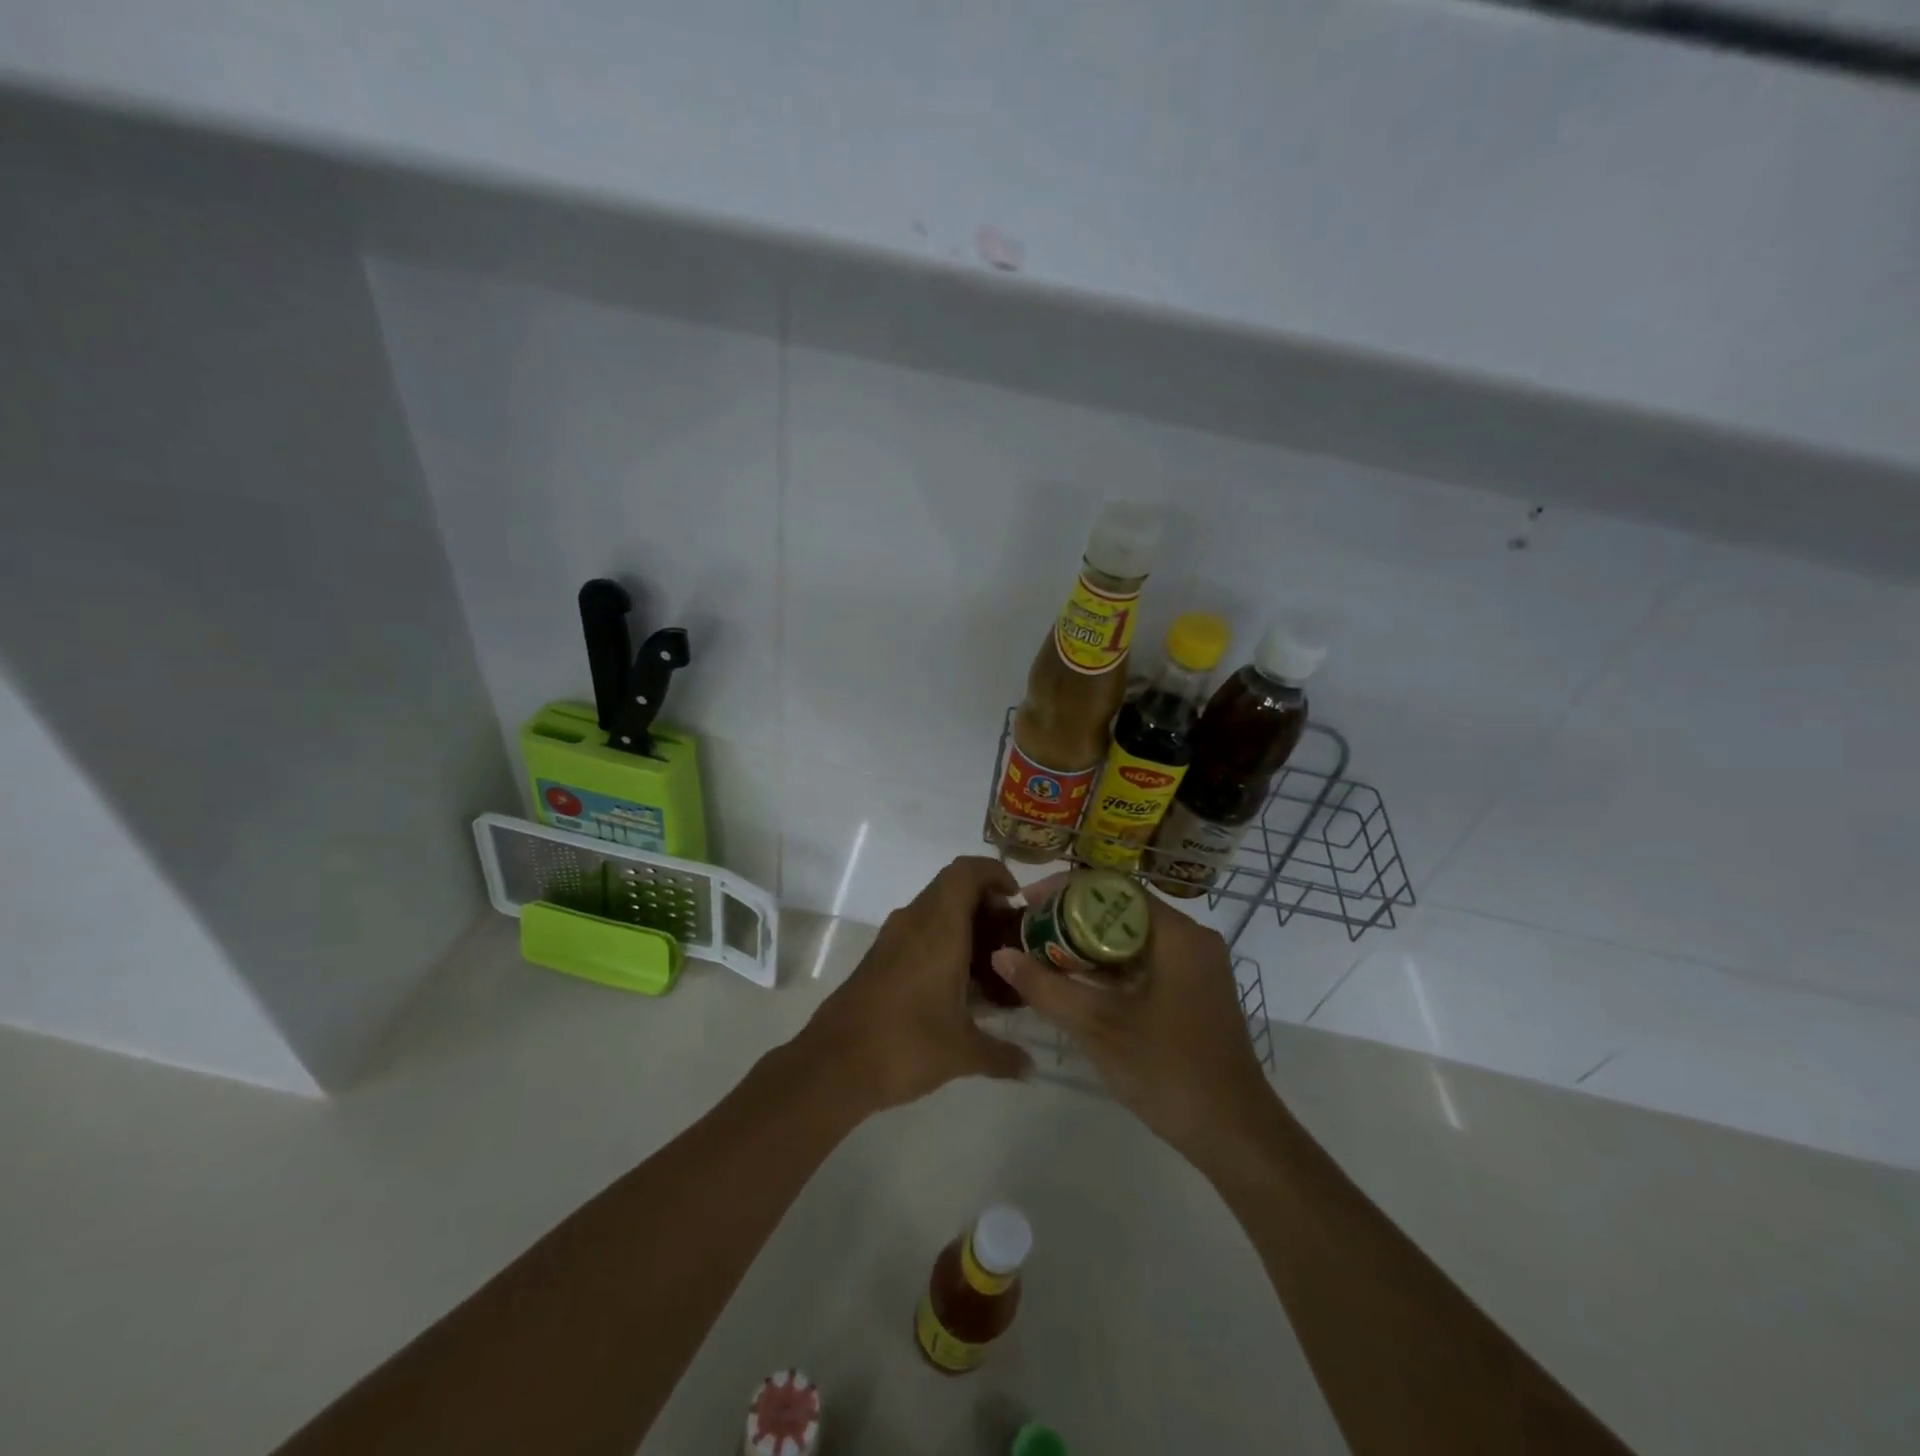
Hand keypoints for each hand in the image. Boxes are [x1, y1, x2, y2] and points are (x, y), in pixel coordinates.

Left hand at [793, 857, 1032, 1115]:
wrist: (834, 1065)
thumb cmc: (906, 1045)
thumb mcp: (963, 1052)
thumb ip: (1002, 1054)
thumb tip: (1031, 1067)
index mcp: (939, 927)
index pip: (967, 871)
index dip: (995, 874)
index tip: (1017, 902)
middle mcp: (914, 921)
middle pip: (953, 887)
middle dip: (985, 904)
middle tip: (1010, 938)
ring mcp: (892, 939)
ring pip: (934, 910)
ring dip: (963, 925)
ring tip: (990, 964)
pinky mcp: (878, 958)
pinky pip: (917, 932)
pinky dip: (941, 943)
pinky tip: (956, 986)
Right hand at [992, 891, 1274, 1157]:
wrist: (1235, 1135)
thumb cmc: (1169, 1072)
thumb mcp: (1099, 1028)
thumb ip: (1046, 988)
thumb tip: (1000, 954)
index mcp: (1178, 935)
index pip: (1114, 888)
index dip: (1066, 891)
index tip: (1027, 903)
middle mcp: (1191, 939)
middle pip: (1122, 910)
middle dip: (1072, 919)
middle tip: (1028, 931)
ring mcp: (1195, 966)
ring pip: (1131, 938)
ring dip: (1087, 945)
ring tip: (1040, 954)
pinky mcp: (1192, 990)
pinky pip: (1143, 961)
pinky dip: (1109, 968)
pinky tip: (1073, 982)